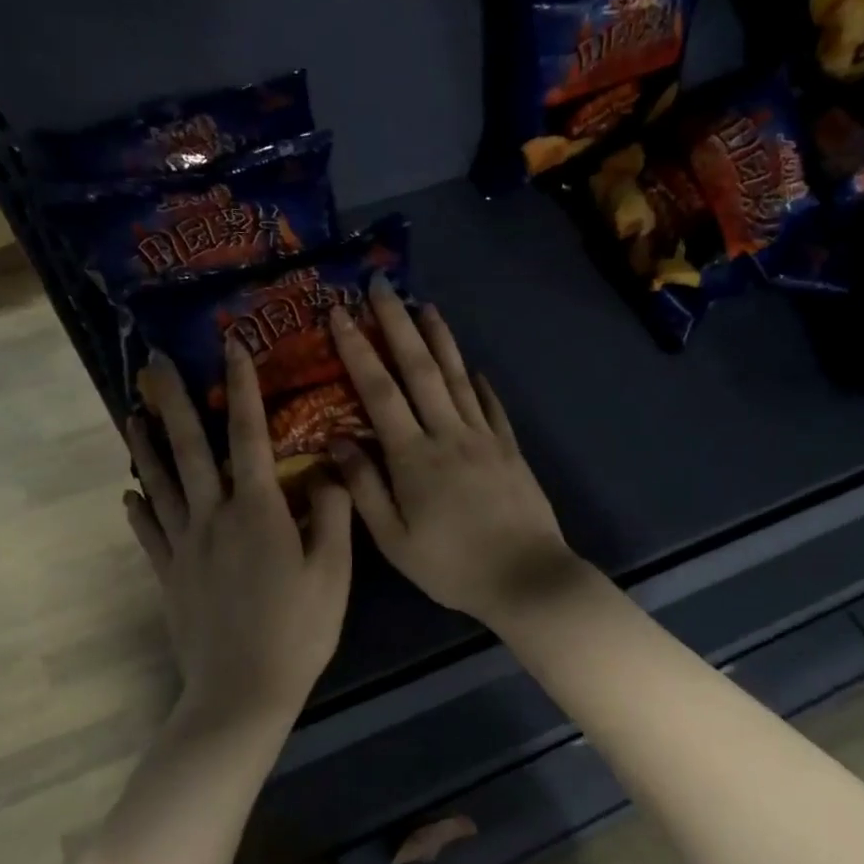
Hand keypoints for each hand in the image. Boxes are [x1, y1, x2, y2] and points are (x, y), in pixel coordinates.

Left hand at [125, 341, 352, 718]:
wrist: (243, 690)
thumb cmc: (298, 630)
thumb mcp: (333, 572)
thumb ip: (332, 515)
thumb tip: (327, 471)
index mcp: (257, 510)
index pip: (249, 436)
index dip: (243, 389)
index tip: (232, 348)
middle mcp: (213, 517)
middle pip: (188, 449)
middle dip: (173, 402)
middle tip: (153, 364)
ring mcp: (183, 546)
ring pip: (158, 483)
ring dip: (144, 445)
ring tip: (130, 412)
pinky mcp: (168, 575)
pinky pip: (148, 534)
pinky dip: (137, 510)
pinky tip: (129, 493)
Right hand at [327, 281, 584, 628]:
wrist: (526, 578)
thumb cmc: (452, 566)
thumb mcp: (395, 540)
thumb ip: (365, 489)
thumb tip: (337, 441)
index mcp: (414, 457)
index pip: (379, 392)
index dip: (358, 350)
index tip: (340, 313)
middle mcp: (449, 435)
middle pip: (420, 369)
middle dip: (397, 324)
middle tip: (381, 285)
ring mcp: (485, 438)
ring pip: (457, 378)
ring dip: (440, 339)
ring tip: (426, 307)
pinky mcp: (510, 450)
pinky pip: (491, 407)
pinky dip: (479, 384)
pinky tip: (472, 368)